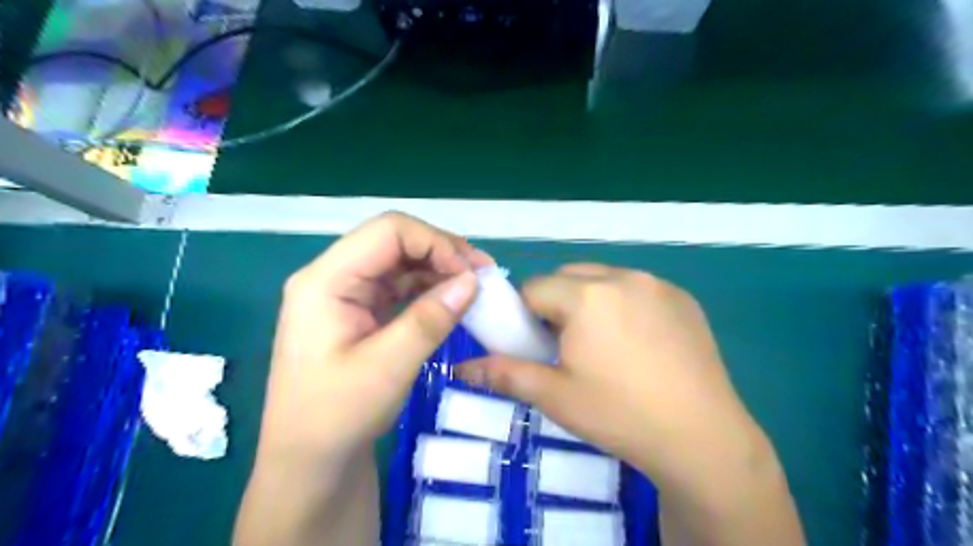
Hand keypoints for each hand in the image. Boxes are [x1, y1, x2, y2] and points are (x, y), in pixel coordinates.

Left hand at [258, 214, 494, 460]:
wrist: (308, 462)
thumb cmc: (337, 417)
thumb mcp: (387, 368)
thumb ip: (430, 319)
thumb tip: (473, 280)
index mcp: (325, 281)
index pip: (388, 232)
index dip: (435, 243)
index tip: (472, 273)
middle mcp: (332, 276)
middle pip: (394, 241)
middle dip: (441, 252)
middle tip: (483, 275)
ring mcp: (344, 293)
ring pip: (399, 261)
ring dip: (438, 268)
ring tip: (474, 286)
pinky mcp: (358, 311)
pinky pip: (398, 286)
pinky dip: (428, 288)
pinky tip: (451, 300)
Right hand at [460, 267, 768, 483]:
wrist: (701, 438)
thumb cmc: (619, 414)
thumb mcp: (554, 396)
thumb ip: (504, 374)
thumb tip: (459, 369)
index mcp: (587, 296)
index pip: (535, 288)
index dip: (527, 315)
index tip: (537, 344)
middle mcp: (622, 276)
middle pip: (569, 277)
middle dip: (557, 303)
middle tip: (568, 346)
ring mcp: (657, 284)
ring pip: (604, 279)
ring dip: (591, 300)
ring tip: (604, 344)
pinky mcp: (683, 297)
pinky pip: (637, 288)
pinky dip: (625, 304)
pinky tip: (639, 343)